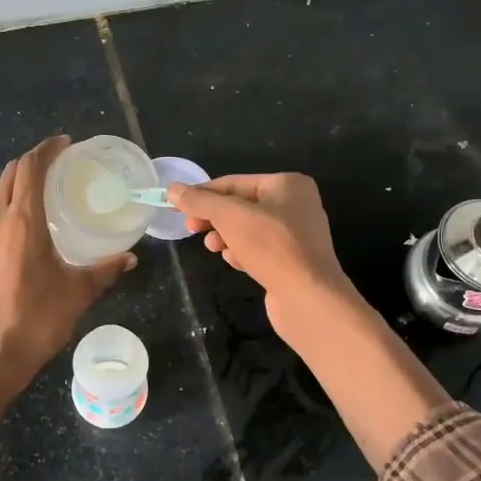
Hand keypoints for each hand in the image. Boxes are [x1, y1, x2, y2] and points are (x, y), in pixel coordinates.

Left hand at [0, 136, 134, 436]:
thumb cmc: (37, 322)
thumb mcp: (78, 294)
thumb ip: (104, 270)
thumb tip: (129, 258)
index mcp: (22, 222)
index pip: (30, 168)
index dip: (47, 150)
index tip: (63, 145)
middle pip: (8, 177)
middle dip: (30, 165)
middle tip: (54, 168)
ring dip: (13, 191)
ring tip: (34, 202)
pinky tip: (11, 239)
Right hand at [170, 174, 359, 341]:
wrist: (309, 298)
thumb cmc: (271, 247)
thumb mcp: (230, 217)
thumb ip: (200, 201)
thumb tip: (172, 190)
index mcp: (288, 184)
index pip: (234, 182)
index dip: (202, 194)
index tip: (176, 207)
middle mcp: (296, 205)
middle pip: (241, 206)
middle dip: (214, 218)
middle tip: (191, 228)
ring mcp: (296, 235)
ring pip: (248, 229)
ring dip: (226, 237)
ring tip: (214, 248)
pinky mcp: (292, 261)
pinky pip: (259, 250)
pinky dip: (243, 253)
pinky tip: (236, 263)